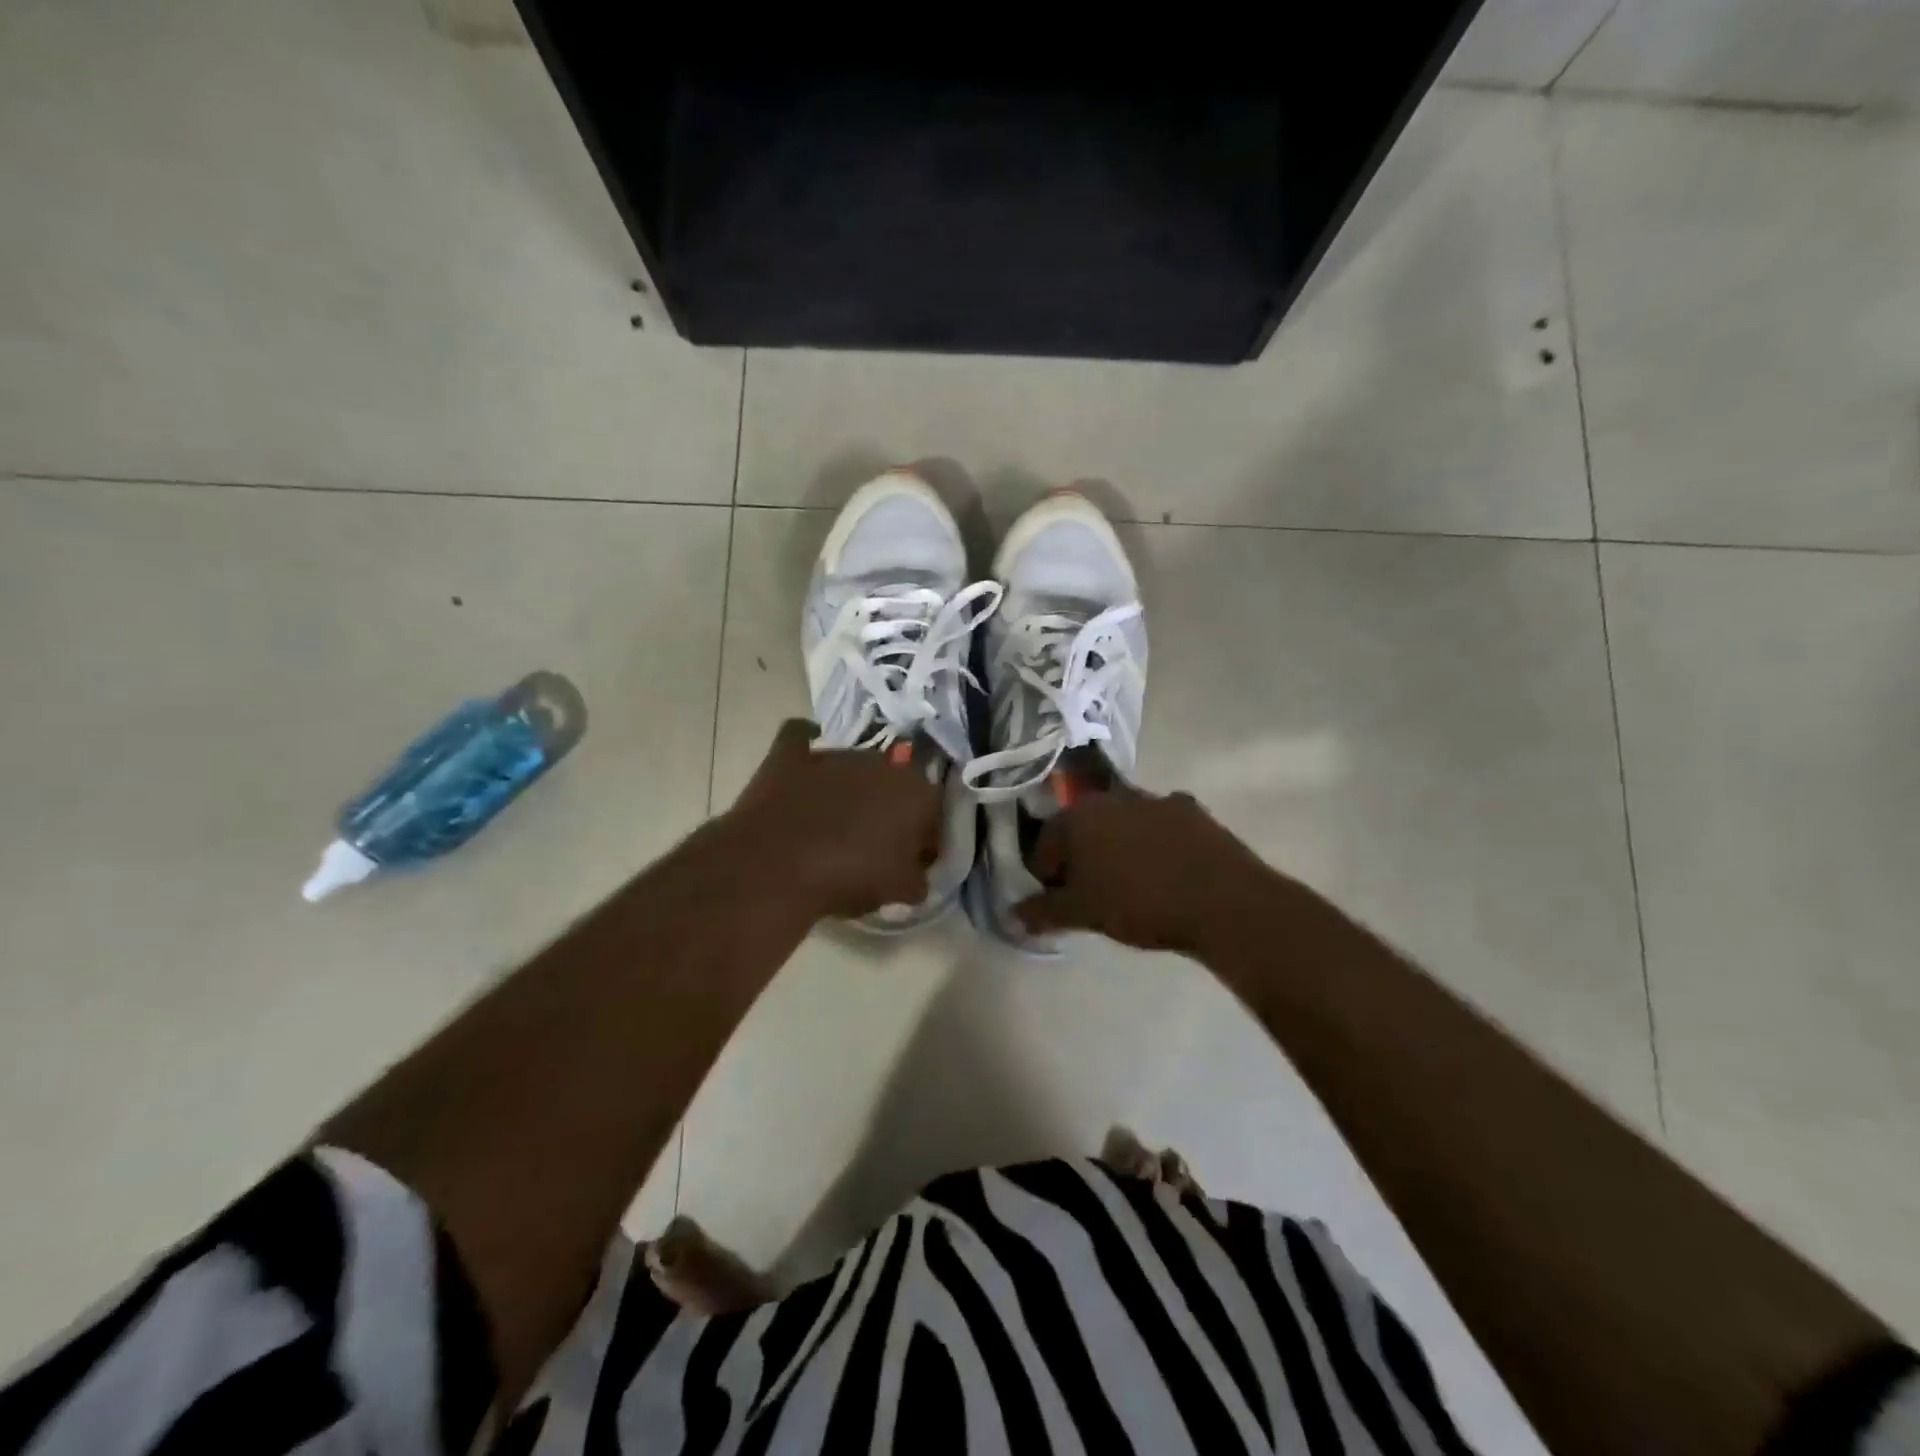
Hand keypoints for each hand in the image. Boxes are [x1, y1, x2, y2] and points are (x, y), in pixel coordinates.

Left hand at [722, 719, 940, 920]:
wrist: (776, 866)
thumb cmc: (849, 876)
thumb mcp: (899, 890)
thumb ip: (917, 877)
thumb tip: (915, 873)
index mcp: (916, 791)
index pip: (932, 814)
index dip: (924, 840)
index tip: (910, 863)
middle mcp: (881, 761)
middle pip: (893, 785)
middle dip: (888, 808)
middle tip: (873, 842)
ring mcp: (834, 753)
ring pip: (852, 766)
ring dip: (850, 787)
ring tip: (833, 822)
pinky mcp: (790, 753)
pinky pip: (801, 740)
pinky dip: (804, 753)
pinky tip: (802, 772)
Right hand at [1016, 789, 1269, 953]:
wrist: (1222, 900)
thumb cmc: (1138, 902)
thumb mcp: (1083, 913)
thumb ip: (1043, 912)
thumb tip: (1015, 914)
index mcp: (1078, 816)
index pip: (1044, 848)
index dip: (1045, 878)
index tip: (1057, 905)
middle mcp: (1112, 797)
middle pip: (1082, 831)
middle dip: (1081, 860)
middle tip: (1092, 896)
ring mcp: (1155, 800)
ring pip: (1122, 826)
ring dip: (1118, 849)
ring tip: (1131, 887)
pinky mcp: (1192, 811)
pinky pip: (1161, 828)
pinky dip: (1156, 845)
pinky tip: (1167, 873)